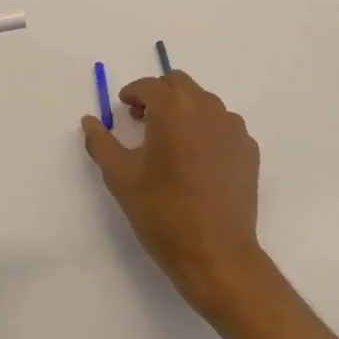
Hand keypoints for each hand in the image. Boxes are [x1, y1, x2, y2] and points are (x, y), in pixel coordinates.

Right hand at [81, 71, 263, 316]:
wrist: (216, 254)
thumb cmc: (163, 213)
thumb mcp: (121, 178)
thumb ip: (101, 143)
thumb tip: (89, 120)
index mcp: (173, 108)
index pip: (149, 86)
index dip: (133, 94)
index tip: (124, 109)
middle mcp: (206, 107)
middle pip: (179, 84)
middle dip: (159, 95)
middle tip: (144, 121)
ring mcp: (232, 126)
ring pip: (203, 102)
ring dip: (184, 110)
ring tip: (172, 142)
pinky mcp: (248, 147)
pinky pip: (223, 125)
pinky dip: (207, 130)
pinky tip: (198, 160)